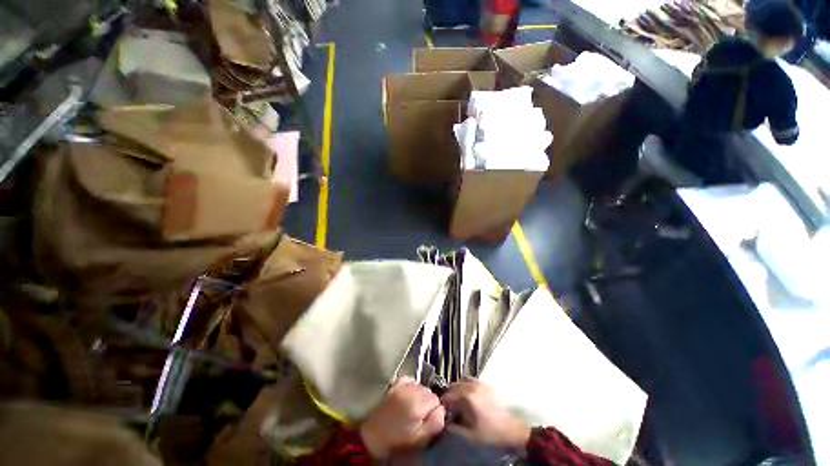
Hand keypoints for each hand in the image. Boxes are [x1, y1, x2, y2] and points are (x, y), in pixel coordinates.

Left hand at [359, 377, 445, 458]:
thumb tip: (443, 409)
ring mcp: (401, 385)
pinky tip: (408, 396)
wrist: (373, 437)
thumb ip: (436, 422)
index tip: (429, 420)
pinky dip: (412, 386)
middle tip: (421, 416)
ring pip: (420, 386)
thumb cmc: (398, 441)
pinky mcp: (395, 384)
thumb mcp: (421, 438)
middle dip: (428, 402)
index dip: (435, 411)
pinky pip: (410, 380)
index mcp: (418, 404)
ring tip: (413, 408)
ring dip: (420, 395)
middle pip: (429, 391)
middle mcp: (411, 390)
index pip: (437, 400)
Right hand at [441, 378, 530, 450]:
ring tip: (457, 401)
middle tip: (448, 407)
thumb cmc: (490, 434)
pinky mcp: (486, 384)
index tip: (442, 412)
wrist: (512, 431)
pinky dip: (465, 385)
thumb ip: (454, 427)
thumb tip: (445, 421)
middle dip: (449, 395)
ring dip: (456, 389)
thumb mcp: (470, 436)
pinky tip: (467, 396)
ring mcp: (479, 383)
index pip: (447, 397)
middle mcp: (472, 386)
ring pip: (461, 381)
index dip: (442, 405)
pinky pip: (470, 380)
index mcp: (466, 398)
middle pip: (453, 386)